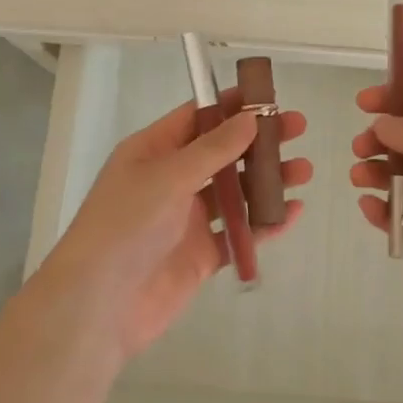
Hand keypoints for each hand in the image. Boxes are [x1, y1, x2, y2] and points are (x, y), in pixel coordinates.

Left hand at [44, 88, 310, 360]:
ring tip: (303, 171)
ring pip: (235, 192)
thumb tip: (250, 118)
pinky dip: (264, 223)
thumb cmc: (126, 224)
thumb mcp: (168, 176)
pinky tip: (291, 213)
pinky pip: (238, 233)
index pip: (197, 118)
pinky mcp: (200, 256)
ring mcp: (186, 220)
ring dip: (267, 181)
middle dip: (259, 141)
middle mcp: (170, 180)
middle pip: (222, 153)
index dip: (232, 105)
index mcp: (153, 152)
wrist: (99, 305)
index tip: (269, 97)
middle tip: (297, 129)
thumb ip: (213, 149)